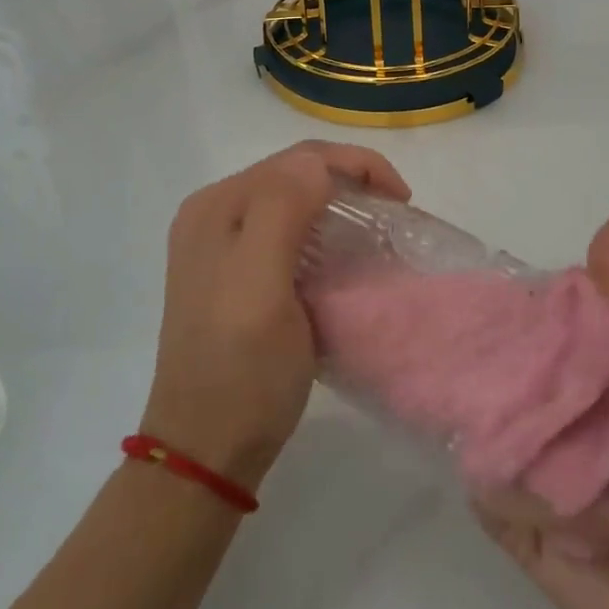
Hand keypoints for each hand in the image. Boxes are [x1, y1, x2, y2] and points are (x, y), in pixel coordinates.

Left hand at [143, 141, 409, 491]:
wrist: (206, 450)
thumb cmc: (240, 370)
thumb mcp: (260, 286)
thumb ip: (280, 211)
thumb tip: (316, 163)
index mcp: (217, 206)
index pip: (297, 158)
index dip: (356, 165)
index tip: (402, 201)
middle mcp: (213, 215)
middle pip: (294, 174)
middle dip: (350, 181)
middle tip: (395, 214)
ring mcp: (220, 247)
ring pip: (292, 201)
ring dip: (338, 205)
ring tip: (377, 231)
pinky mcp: (234, 276)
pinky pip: (286, 232)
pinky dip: (322, 233)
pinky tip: (342, 257)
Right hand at [472, 208, 608, 608]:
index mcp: (564, 374)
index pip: (506, 332)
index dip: (485, 317)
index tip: (458, 303)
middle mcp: (536, 418)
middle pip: (482, 386)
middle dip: (486, 387)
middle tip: (506, 393)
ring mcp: (524, 475)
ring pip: (482, 444)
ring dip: (537, 466)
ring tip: (599, 492)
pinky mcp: (518, 535)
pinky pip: (493, 505)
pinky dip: (540, 514)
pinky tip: (594, 531)